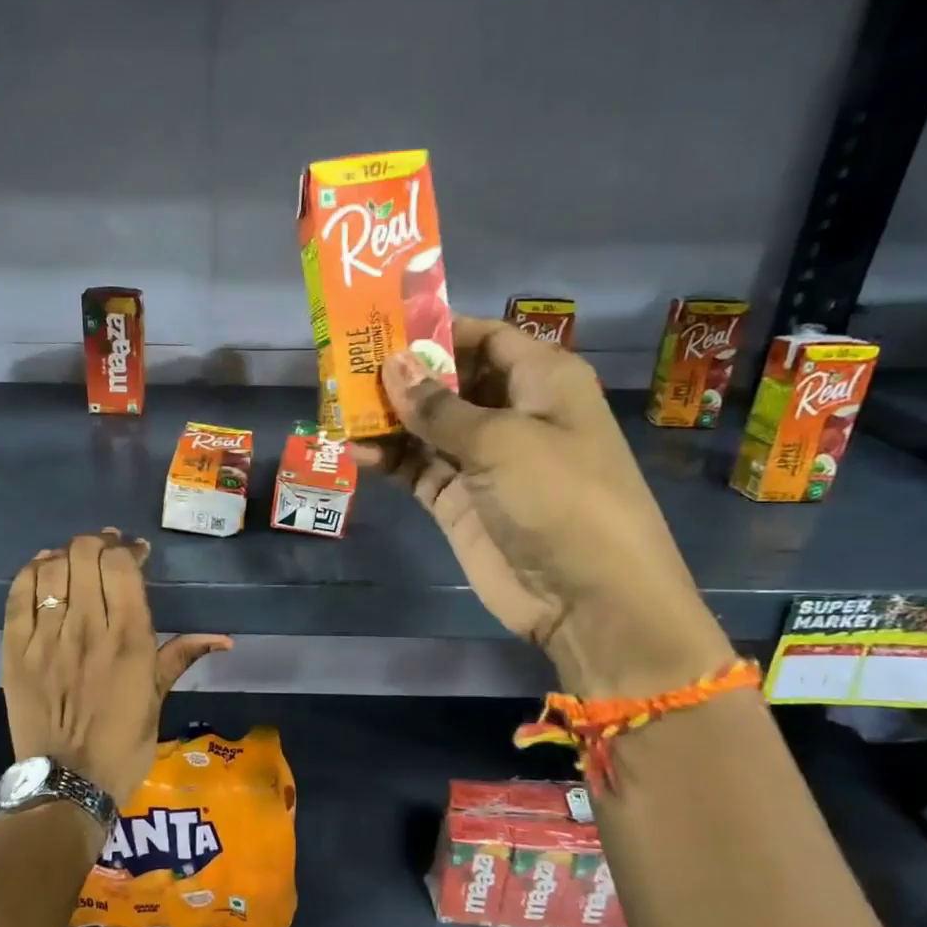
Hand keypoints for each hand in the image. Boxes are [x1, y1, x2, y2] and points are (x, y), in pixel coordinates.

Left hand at [2, 529, 230, 810]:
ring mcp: (47, 637)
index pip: (121, 565)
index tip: (134, 552)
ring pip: (52, 568)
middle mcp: (88, 627)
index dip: (127, 548)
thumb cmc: (123, 744)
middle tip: (104, 553)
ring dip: (66, 555)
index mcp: (129, 639)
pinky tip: (44, 570)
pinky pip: (18, 595)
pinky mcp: (15, 650)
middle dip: (97, 544)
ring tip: (75, 561)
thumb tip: (225, 638)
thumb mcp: (158, 698)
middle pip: (85, 555)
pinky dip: (31, 572)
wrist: (67, 783)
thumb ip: (182, 656)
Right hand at [357, 319, 729, 697]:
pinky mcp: (459, 501)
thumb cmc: (560, 498)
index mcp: (542, 381)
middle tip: (345, 366)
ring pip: (427, 427)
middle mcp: (513, 414)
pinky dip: (389, 459)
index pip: (486, 338)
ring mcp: (483, 461)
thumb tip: (392, 364)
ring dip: (388, 419)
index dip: (438, 331)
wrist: (588, 599)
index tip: (384, 327)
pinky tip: (355, 450)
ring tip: (338, 408)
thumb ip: (438, 406)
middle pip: (450, 381)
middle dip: (403, 376)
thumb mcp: (500, 441)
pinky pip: (418, 469)